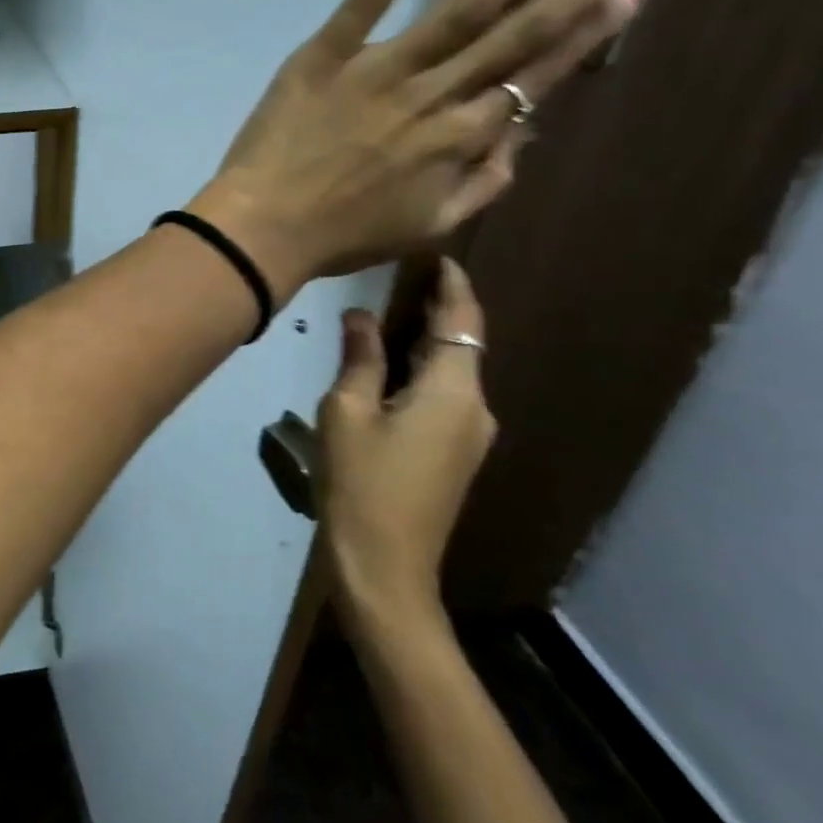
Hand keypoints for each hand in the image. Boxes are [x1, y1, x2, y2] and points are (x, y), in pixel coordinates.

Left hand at [186, 0, 666, 297]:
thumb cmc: (343, 236)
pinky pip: (364, 1)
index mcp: (459, 138)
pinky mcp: (322, 56)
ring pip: (461, 7)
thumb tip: (522, 131)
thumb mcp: (429, 225)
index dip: (587, 33)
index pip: (536, 75)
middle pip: (518, 29)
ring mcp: (376, 70)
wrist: (261, 228)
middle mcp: (431, 95)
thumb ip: (485, 180)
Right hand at [315, 257, 493, 619]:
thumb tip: (361, 316)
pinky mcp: (454, 456)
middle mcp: (475, 408)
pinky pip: (444, 397)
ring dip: (425, 341)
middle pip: (460, 345)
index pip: (461, 322)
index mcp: (454, 391)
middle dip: (435, 311)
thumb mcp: (347, 411)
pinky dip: (422, 370)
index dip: (452, 287)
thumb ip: (359, 358)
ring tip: (386, 313)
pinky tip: (388, 365)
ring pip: (452, 372)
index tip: (438, 256)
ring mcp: (469, 436)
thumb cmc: (361, 482)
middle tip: (398, 277)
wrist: (385, 566)